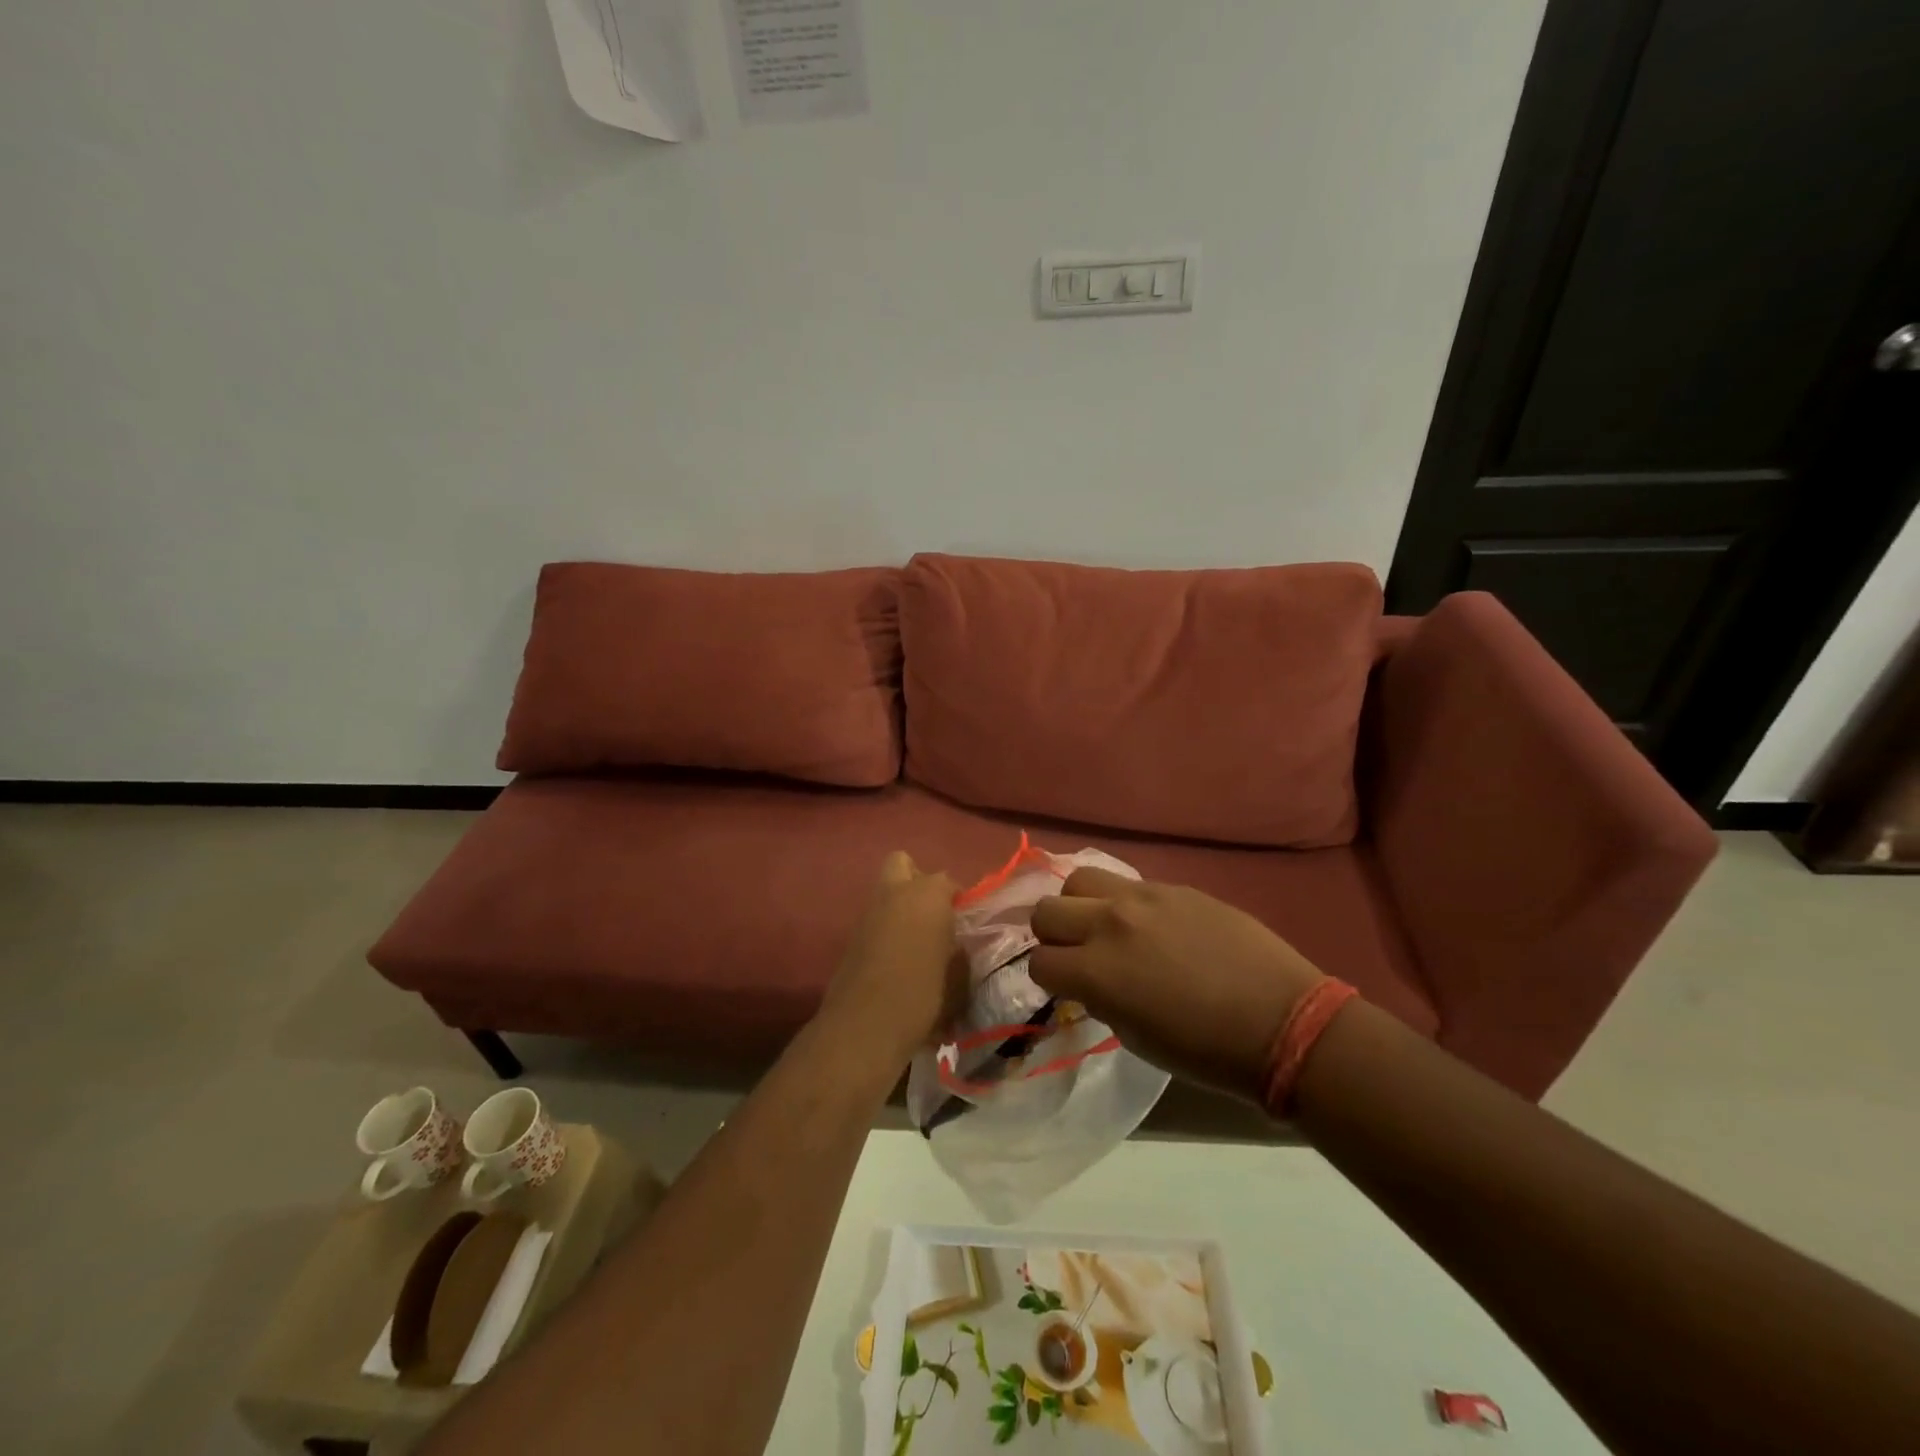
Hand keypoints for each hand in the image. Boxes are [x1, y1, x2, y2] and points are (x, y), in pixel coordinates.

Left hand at [819, 851, 966, 1067]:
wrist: (865, 1026)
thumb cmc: (922, 995)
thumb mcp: (957, 977)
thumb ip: (959, 953)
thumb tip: (956, 946)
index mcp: (927, 894)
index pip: (948, 882)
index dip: (957, 901)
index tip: (964, 924)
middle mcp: (895, 893)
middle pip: (902, 864)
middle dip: (918, 881)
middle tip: (933, 913)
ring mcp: (868, 913)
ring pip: (885, 892)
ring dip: (900, 906)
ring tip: (917, 941)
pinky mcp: (851, 936)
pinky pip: (874, 920)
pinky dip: (886, 930)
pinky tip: (897, 960)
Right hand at [1029, 869, 1326, 1103]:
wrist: (1283, 1023)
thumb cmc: (1207, 1052)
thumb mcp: (1136, 1038)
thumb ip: (1100, 998)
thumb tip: (1090, 980)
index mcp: (1097, 971)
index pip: (1039, 961)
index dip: (1048, 978)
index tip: (1066, 987)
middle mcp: (1110, 923)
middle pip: (1047, 910)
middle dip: (1052, 935)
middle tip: (1077, 953)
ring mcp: (1144, 898)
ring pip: (1080, 880)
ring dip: (1081, 906)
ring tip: (1105, 927)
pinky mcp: (1175, 887)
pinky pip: (1129, 884)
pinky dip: (1124, 903)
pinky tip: (1150, 925)